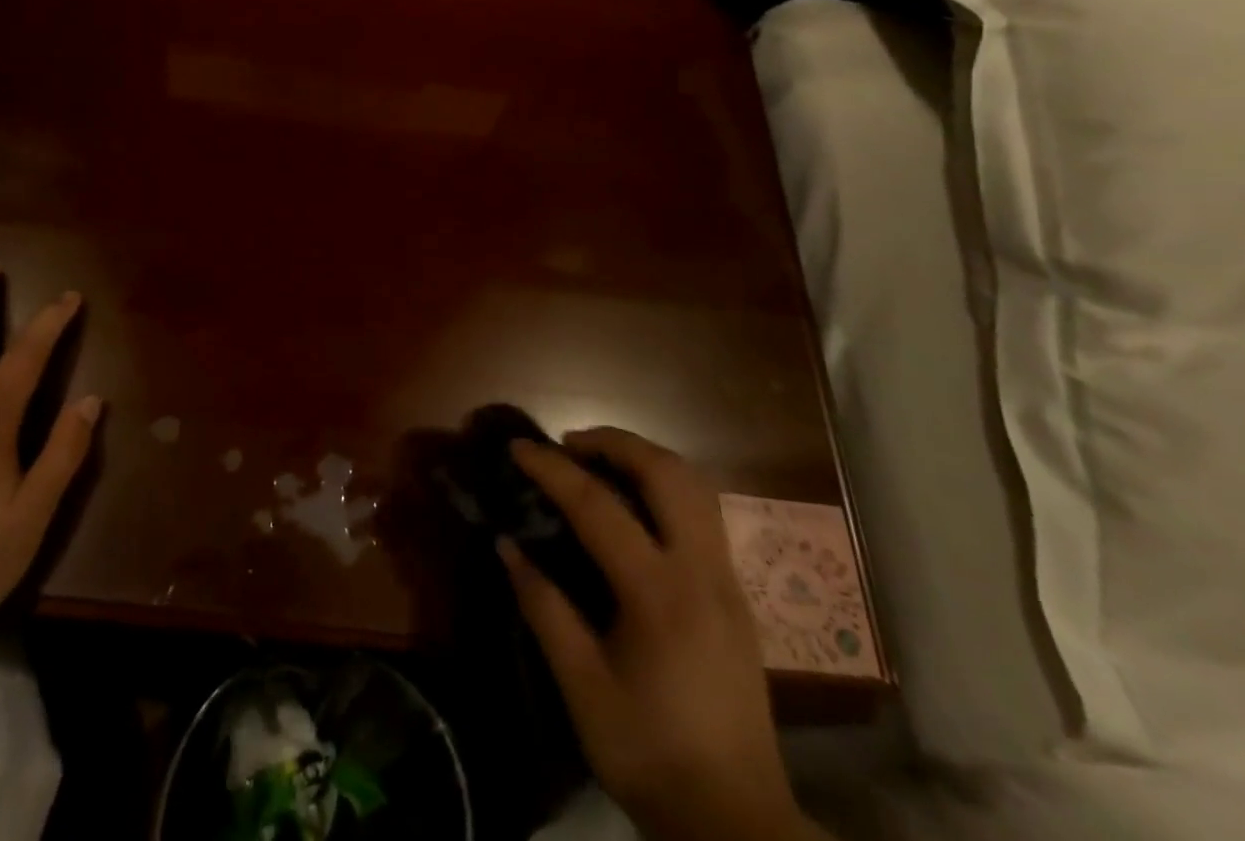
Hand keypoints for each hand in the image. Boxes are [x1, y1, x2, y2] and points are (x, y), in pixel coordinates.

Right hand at [501, 430, 808, 840]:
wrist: (737, 822)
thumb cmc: (650, 754)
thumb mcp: (582, 688)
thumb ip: (544, 608)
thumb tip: (506, 545)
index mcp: (660, 595)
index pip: (598, 506)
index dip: (552, 470)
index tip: (518, 447)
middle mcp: (703, 572)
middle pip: (667, 473)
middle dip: (615, 442)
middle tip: (569, 444)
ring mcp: (728, 580)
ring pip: (696, 485)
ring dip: (646, 458)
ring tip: (601, 462)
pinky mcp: (738, 595)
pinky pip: (704, 512)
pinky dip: (666, 486)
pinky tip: (637, 506)